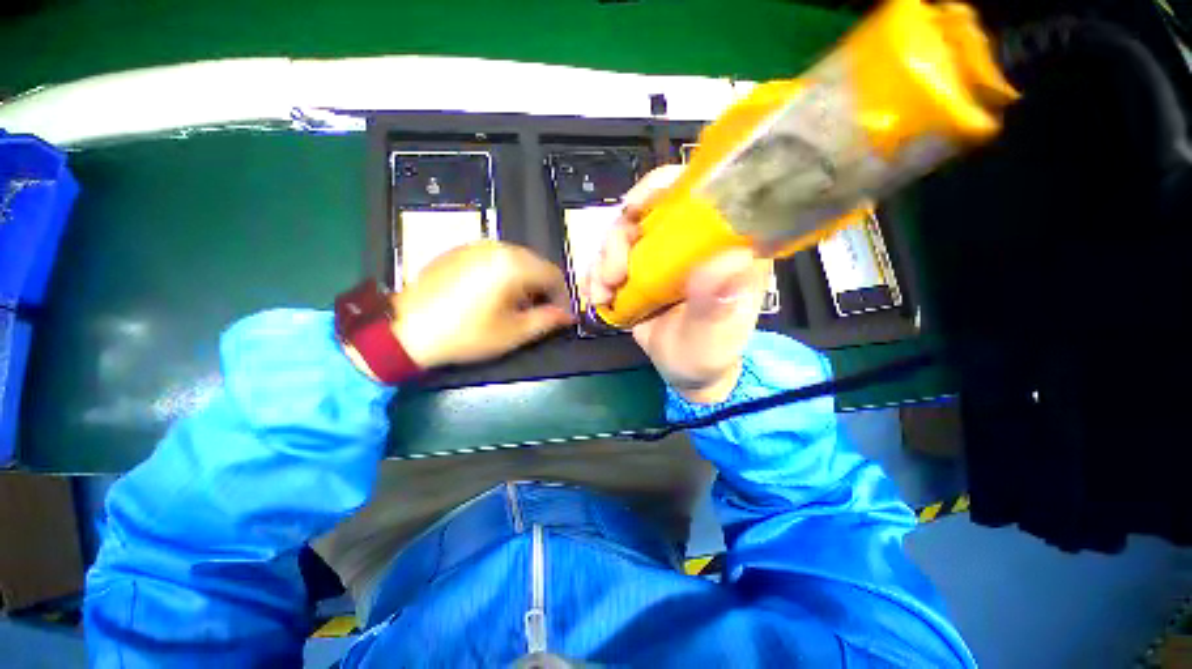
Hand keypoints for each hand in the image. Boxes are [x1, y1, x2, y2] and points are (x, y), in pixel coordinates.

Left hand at [392, 241, 574, 368]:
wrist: (407, 330)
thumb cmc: (465, 334)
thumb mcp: (512, 333)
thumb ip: (547, 320)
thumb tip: (568, 315)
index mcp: (512, 265)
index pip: (552, 274)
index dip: (562, 296)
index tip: (560, 314)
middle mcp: (496, 247)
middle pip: (535, 263)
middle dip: (543, 287)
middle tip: (540, 310)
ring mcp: (475, 246)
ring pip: (515, 259)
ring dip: (525, 279)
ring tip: (517, 304)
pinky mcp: (458, 250)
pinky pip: (493, 257)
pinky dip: (504, 273)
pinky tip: (494, 293)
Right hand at [583, 166, 770, 403]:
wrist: (687, 371)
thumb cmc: (709, 354)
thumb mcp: (715, 337)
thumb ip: (717, 305)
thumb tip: (724, 258)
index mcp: (725, 244)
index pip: (702, 191)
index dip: (664, 187)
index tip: (634, 209)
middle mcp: (692, 241)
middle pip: (649, 210)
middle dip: (620, 238)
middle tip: (612, 276)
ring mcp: (664, 255)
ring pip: (624, 233)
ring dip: (604, 260)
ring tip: (601, 294)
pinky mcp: (641, 270)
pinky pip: (611, 257)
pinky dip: (597, 273)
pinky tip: (596, 296)